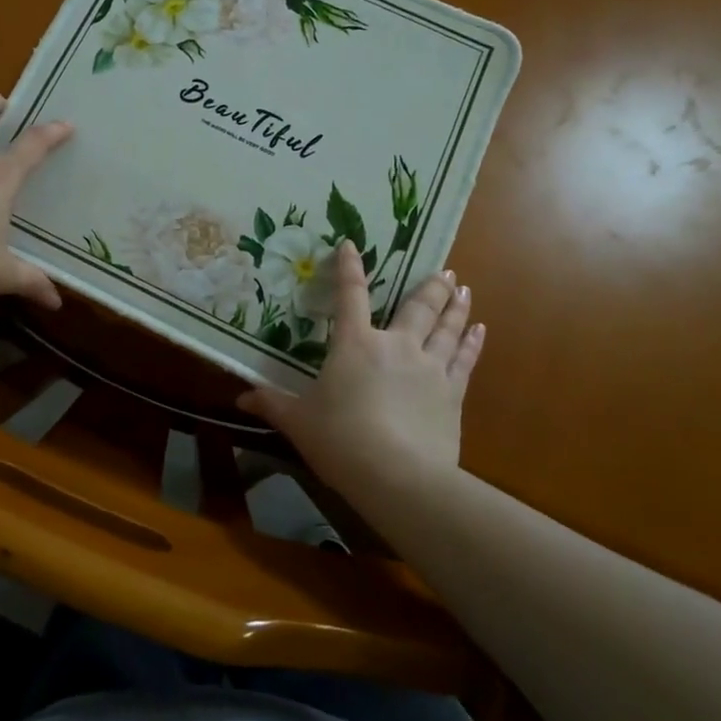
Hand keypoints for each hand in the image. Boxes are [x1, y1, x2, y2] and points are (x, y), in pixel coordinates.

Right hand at [238, 240, 484, 494]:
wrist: (396, 475)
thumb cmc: (339, 440)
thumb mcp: (298, 421)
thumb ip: (272, 403)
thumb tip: (241, 398)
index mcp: (355, 344)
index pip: (350, 295)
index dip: (350, 268)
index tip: (352, 245)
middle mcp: (396, 346)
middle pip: (417, 307)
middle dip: (430, 286)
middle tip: (445, 269)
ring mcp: (429, 368)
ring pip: (447, 328)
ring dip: (456, 306)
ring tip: (463, 288)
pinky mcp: (452, 394)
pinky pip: (465, 360)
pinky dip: (472, 342)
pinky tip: (480, 330)